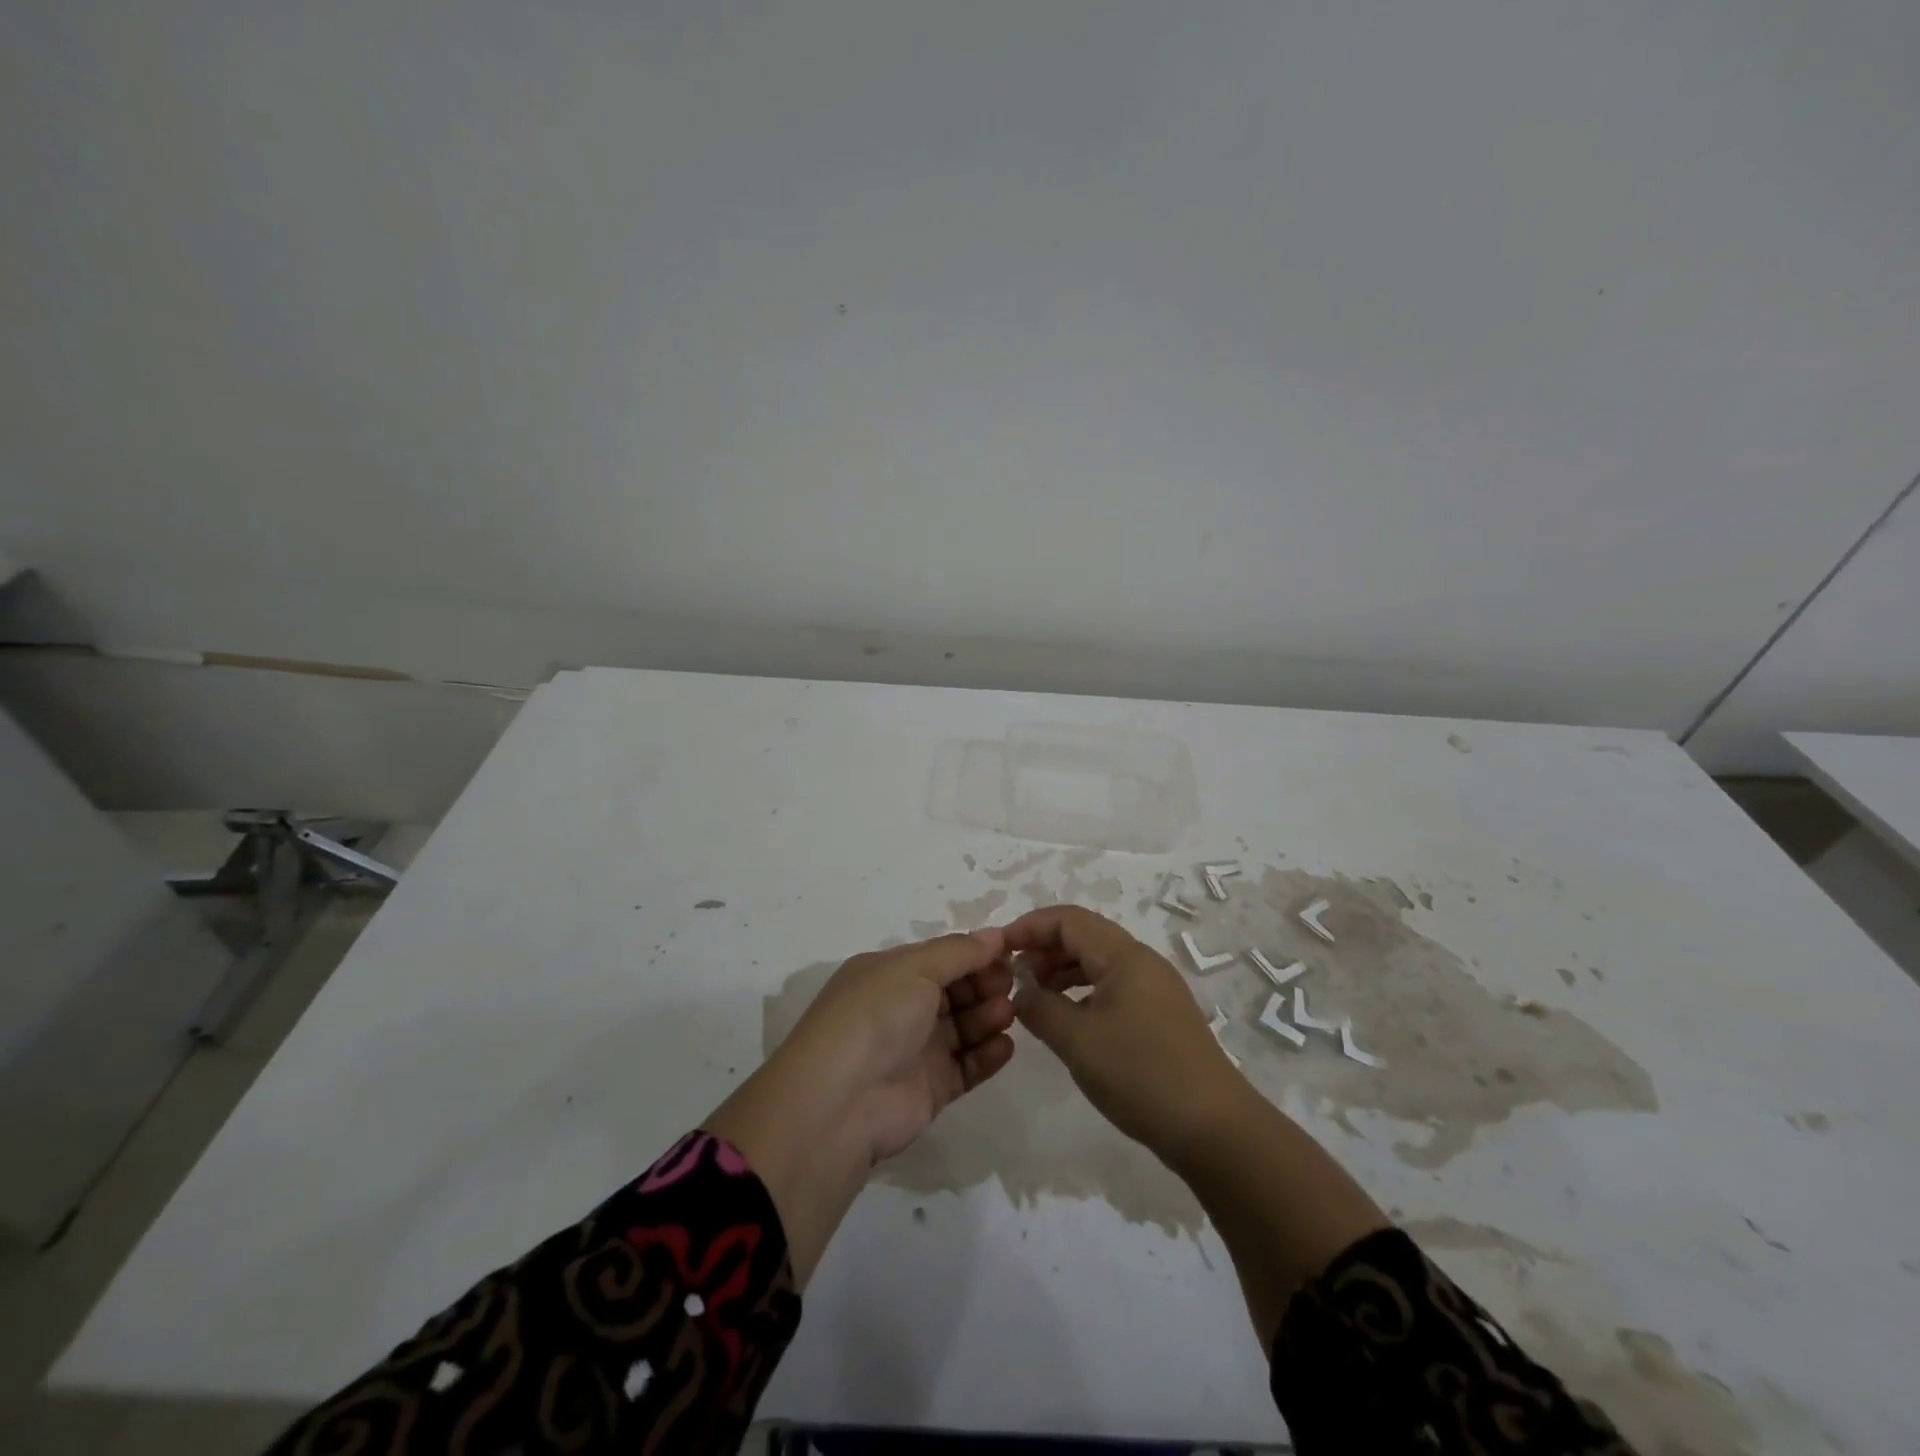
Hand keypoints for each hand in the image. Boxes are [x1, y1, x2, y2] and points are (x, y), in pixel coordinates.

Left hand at [703, 932, 1015, 1285]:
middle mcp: (902, 1008)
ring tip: (1007, 1015)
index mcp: (889, 974)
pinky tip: (1006, 1046)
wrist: (840, 1102)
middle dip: (985, 984)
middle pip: (956, 991)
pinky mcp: (930, 1088)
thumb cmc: (875, 1016)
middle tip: (1010, 985)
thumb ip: (959, 951)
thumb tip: (996, 935)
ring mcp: (916, 1050)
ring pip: (964, 1027)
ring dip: (989, 1017)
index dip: (975, 955)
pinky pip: (967, 1066)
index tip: (1009, 954)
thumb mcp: (914, 968)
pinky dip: (988, 1056)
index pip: (941, 957)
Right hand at [1004, 905, 1243, 1159]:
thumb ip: (1041, 1009)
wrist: (1215, 1129)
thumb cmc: (1141, 1075)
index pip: (1069, 920)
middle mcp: (1143, 962)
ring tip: (1034, 998)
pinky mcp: (1162, 1017)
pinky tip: (1068, 1020)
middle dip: (1044, 949)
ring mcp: (1156, 989)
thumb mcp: (1078, 1041)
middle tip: (1013, 976)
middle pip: (1085, 937)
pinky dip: (1083, 993)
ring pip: (1099, 963)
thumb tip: (1022, 992)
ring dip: (1062, 972)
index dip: (1030, 927)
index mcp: (1125, 956)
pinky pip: (1113, 987)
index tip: (999, 949)